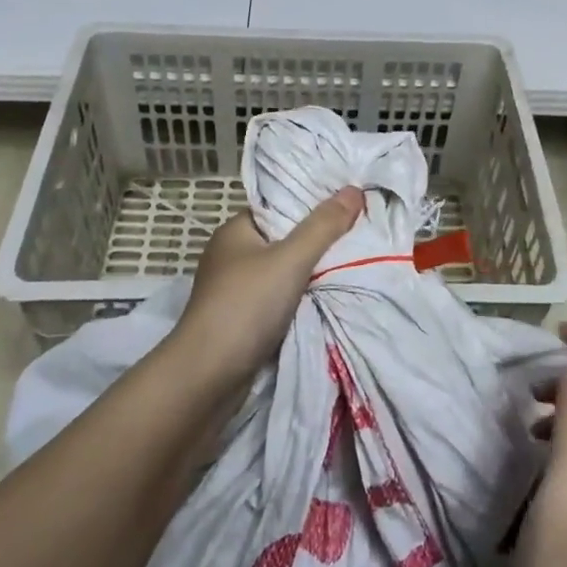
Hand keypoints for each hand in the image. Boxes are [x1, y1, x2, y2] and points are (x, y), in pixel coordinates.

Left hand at [171, 188, 363, 383]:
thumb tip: (354, 189)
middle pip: (284, 239)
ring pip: (283, 273)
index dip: (312, 205)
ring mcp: (234, 290)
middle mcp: (232, 255)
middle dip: (317, 242)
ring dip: (310, 275)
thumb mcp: (291, 259)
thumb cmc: (246, 306)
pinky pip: (278, 300)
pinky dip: (300, 300)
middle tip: (358, 237)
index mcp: (235, 230)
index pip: (279, 207)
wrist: (208, 376)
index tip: (348, 206)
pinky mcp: (241, 320)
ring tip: (352, 265)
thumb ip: (323, 226)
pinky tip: (328, 299)